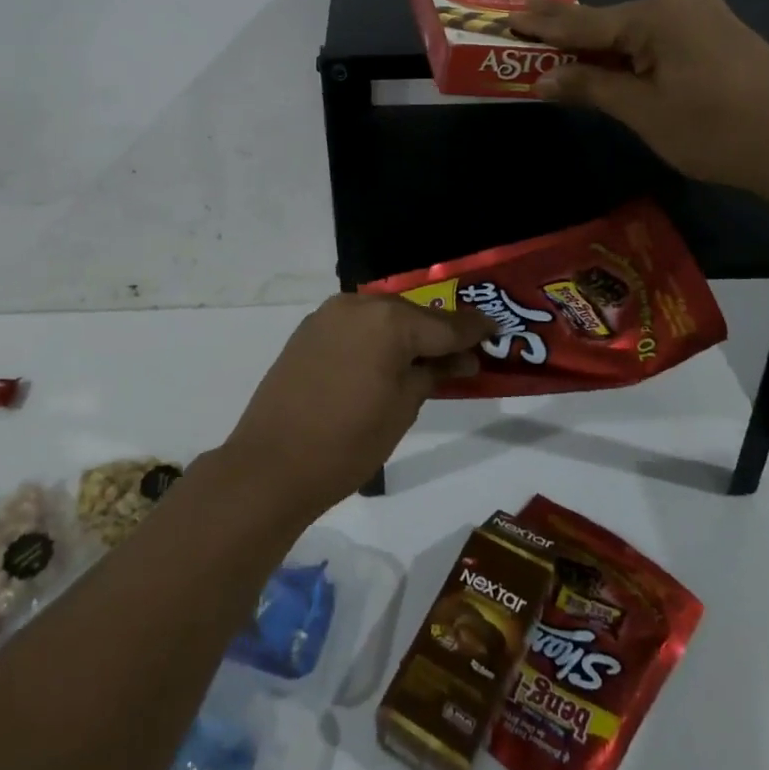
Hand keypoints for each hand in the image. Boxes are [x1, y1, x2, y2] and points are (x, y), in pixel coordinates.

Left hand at [224, 295, 494, 519]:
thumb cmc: (348, 442)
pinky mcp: (309, 330)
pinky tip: (387, 358)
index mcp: (389, 320)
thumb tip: (462, 358)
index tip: (497, 329)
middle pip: (412, 314)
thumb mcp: (403, 408)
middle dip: (439, 332)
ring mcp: (329, 315)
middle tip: (465, 353)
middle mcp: (359, 304)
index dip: (474, 329)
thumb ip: (434, 372)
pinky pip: (356, 326)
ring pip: (382, 317)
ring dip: (406, 334)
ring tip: (428, 358)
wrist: (271, 465)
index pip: (445, 323)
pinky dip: (376, 337)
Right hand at [510, 0, 768, 199]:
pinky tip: (618, 57)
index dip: (544, 25)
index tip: (510, 16)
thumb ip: (591, 88)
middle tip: (528, 17)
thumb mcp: (643, 112)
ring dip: (603, 42)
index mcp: (656, 16)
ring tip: (565, 43)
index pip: (584, 22)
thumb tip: (544, 79)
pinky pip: (663, 37)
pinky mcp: (723, 35)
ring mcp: (706, 17)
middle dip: (569, 28)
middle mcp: (680, 4)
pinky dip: (634, 49)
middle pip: (611, 20)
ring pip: (638, 29)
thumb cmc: (714, 130)